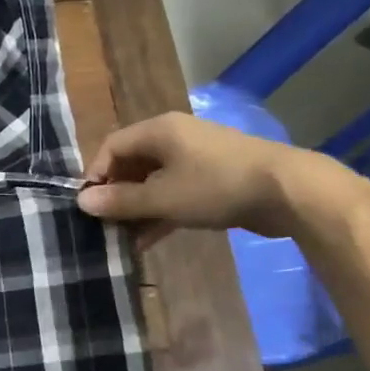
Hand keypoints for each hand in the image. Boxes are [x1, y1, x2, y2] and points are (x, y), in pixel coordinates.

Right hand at [76, 113, 369, 239]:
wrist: (286, 190)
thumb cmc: (215, 186)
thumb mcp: (161, 197)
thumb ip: (120, 201)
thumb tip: (82, 201)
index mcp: (158, 130)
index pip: (111, 146)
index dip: (95, 175)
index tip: (88, 207)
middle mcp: (174, 138)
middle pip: (131, 164)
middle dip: (116, 195)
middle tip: (104, 225)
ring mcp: (195, 158)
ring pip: (153, 181)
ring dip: (137, 209)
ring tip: (123, 239)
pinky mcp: (212, 178)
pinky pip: (174, 192)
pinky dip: (160, 212)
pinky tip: (148, 240)